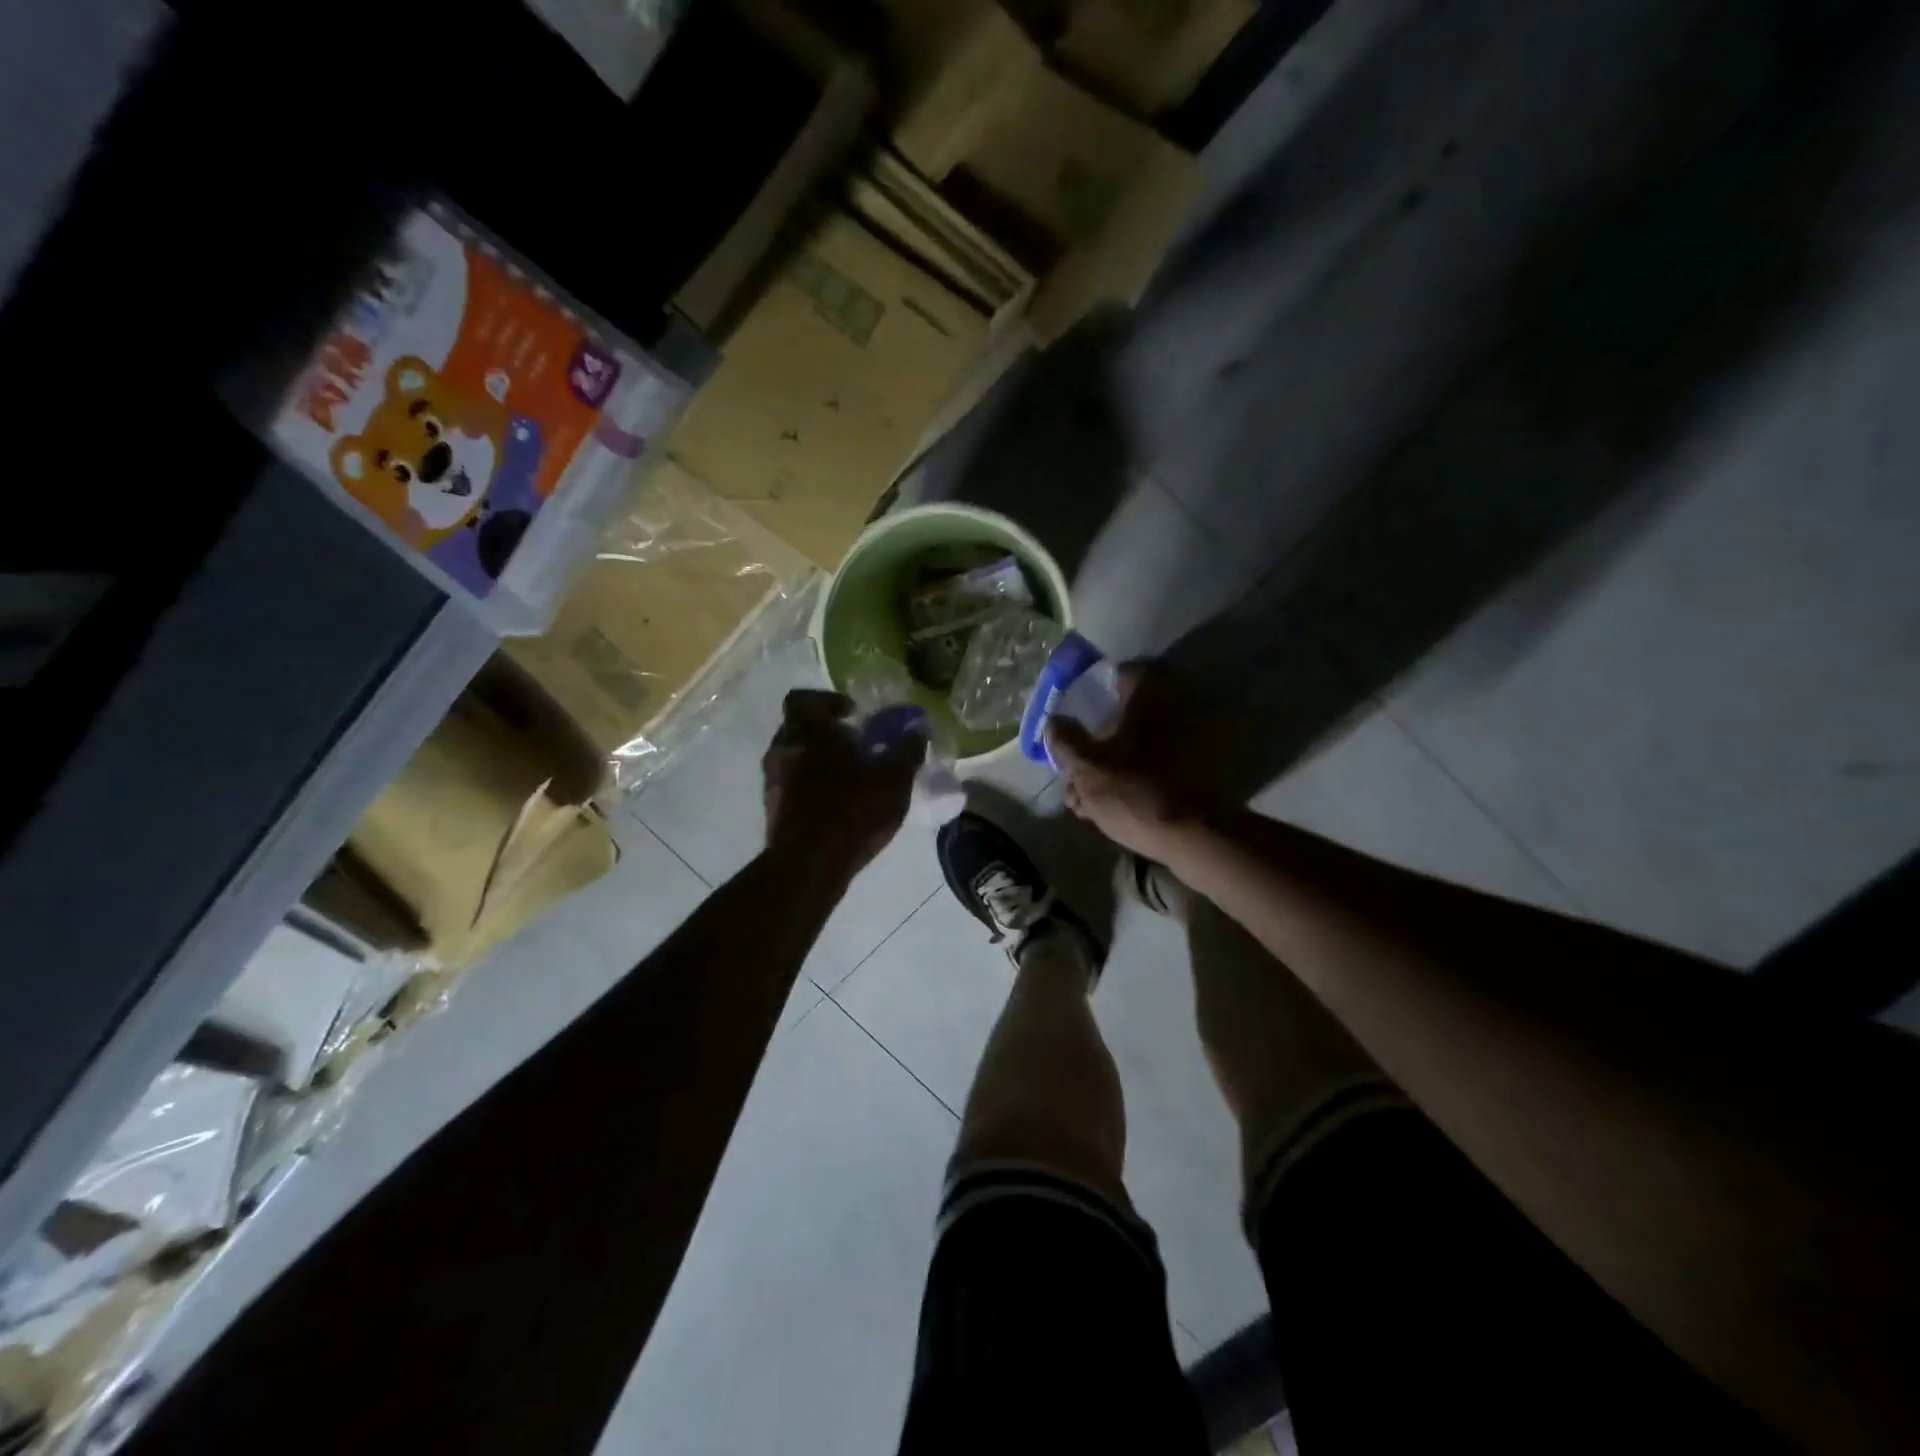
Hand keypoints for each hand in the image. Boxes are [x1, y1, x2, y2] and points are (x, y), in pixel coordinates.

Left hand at [763, 690, 924, 875]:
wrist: (809, 864)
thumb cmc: (853, 811)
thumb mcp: (894, 781)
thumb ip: (907, 752)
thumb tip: (918, 732)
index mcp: (810, 732)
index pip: (803, 699)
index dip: (827, 701)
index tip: (851, 713)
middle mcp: (784, 749)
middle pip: (799, 727)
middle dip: (825, 732)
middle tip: (855, 745)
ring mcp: (773, 780)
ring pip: (793, 757)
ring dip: (817, 760)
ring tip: (848, 777)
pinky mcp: (772, 809)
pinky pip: (791, 784)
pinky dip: (809, 785)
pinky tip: (836, 803)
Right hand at [1046, 665, 1217, 860]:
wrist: (1197, 837)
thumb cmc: (1135, 792)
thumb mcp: (1087, 768)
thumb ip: (1065, 741)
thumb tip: (1054, 721)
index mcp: (1147, 701)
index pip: (1125, 673)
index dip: (1100, 686)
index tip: (1080, 706)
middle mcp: (1172, 714)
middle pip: (1126, 717)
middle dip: (1097, 741)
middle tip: (1073, 766)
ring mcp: (1188, 746)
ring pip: (1136, 749)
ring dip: (1109, 768)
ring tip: (1082, 800)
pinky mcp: (1194, 776)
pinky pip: (1152, 771)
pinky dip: (1129, 784)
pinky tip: (1106, 811)